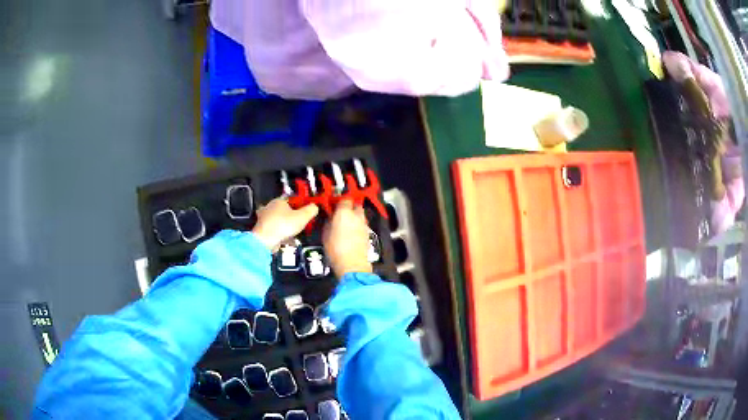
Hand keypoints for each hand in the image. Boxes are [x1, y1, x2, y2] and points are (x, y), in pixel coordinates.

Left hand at [252, 198, 317, 251]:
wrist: (265, 240)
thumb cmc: (284, 225)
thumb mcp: (303, 217)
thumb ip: (311, 210)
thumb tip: (315, 206)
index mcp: (279, 201)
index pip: (292, 199)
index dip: (301, 205)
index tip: (307, 213)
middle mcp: (270, 207)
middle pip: (285, 210)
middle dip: (293, 217)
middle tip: (301, 224)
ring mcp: (264, 218)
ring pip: (280, 221)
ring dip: (287, 227)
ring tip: (295, 234)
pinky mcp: (262, 229)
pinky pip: (275, 230)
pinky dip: (281, 234)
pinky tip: (288, 240)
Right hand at [323, 200, 371, 277]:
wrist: (352, 264)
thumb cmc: (335, 249)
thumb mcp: (325, 233)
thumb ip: (329, 221)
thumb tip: (331, 218)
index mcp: (344, 212)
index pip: (344, 199)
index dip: (339, 202)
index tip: (334, 206)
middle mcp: (356, 215)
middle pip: (356, 205)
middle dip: (350, 208)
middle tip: (341, 214)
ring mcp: (364, 224)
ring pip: (360, 215)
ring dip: (354, 217)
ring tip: (346, 225)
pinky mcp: (368, 234)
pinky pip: (362, 225)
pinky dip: (358, 226)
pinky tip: (351, 234)